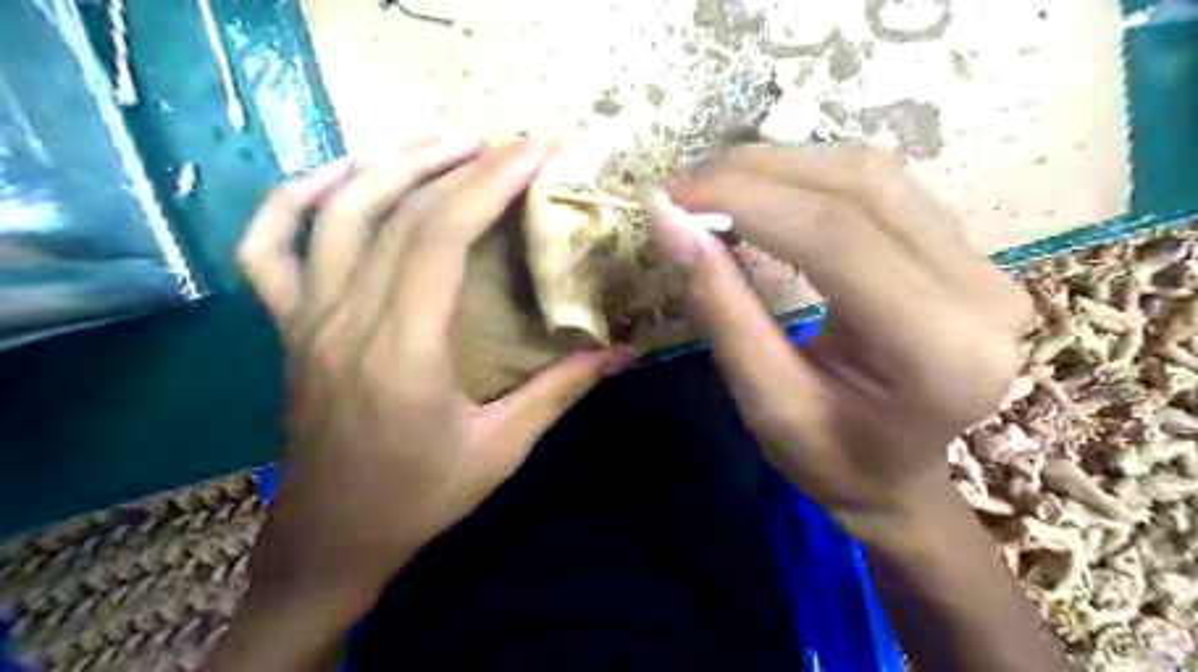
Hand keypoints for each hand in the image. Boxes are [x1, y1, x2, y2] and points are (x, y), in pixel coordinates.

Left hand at [232, 135, 627, 619]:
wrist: (332, 539)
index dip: (491, 180)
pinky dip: (296, 198)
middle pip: (398, 210)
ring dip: (392, 163)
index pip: (442, 232)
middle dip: (461, 162)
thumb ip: (561, 391)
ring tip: (448, 145)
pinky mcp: (286, 326)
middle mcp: (347, 318)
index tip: (536, 150)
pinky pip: (267, 246)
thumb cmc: (419, 499)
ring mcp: (305, 317)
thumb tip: (622, 352)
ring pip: (336, 211)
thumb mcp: (502, 449)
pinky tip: (340, 178)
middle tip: (510, 144)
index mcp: (404, 348)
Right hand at [653, 145, 1033, 537]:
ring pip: (872, 174)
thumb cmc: (831, 459)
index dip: (746, 201)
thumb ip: (721, 308)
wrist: (897, 475)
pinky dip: (810, 178)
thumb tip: (670, 222)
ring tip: (716, 187)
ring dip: (782, 167)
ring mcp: (986, 264)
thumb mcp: (764, 401)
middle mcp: (982, 293)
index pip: (836, 238)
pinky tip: (766, 193)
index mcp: (938, 351)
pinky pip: (883, 188)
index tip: (673, 199)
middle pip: (860, 188)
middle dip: (757, 175)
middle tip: (686, 190)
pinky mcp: (967, 251)